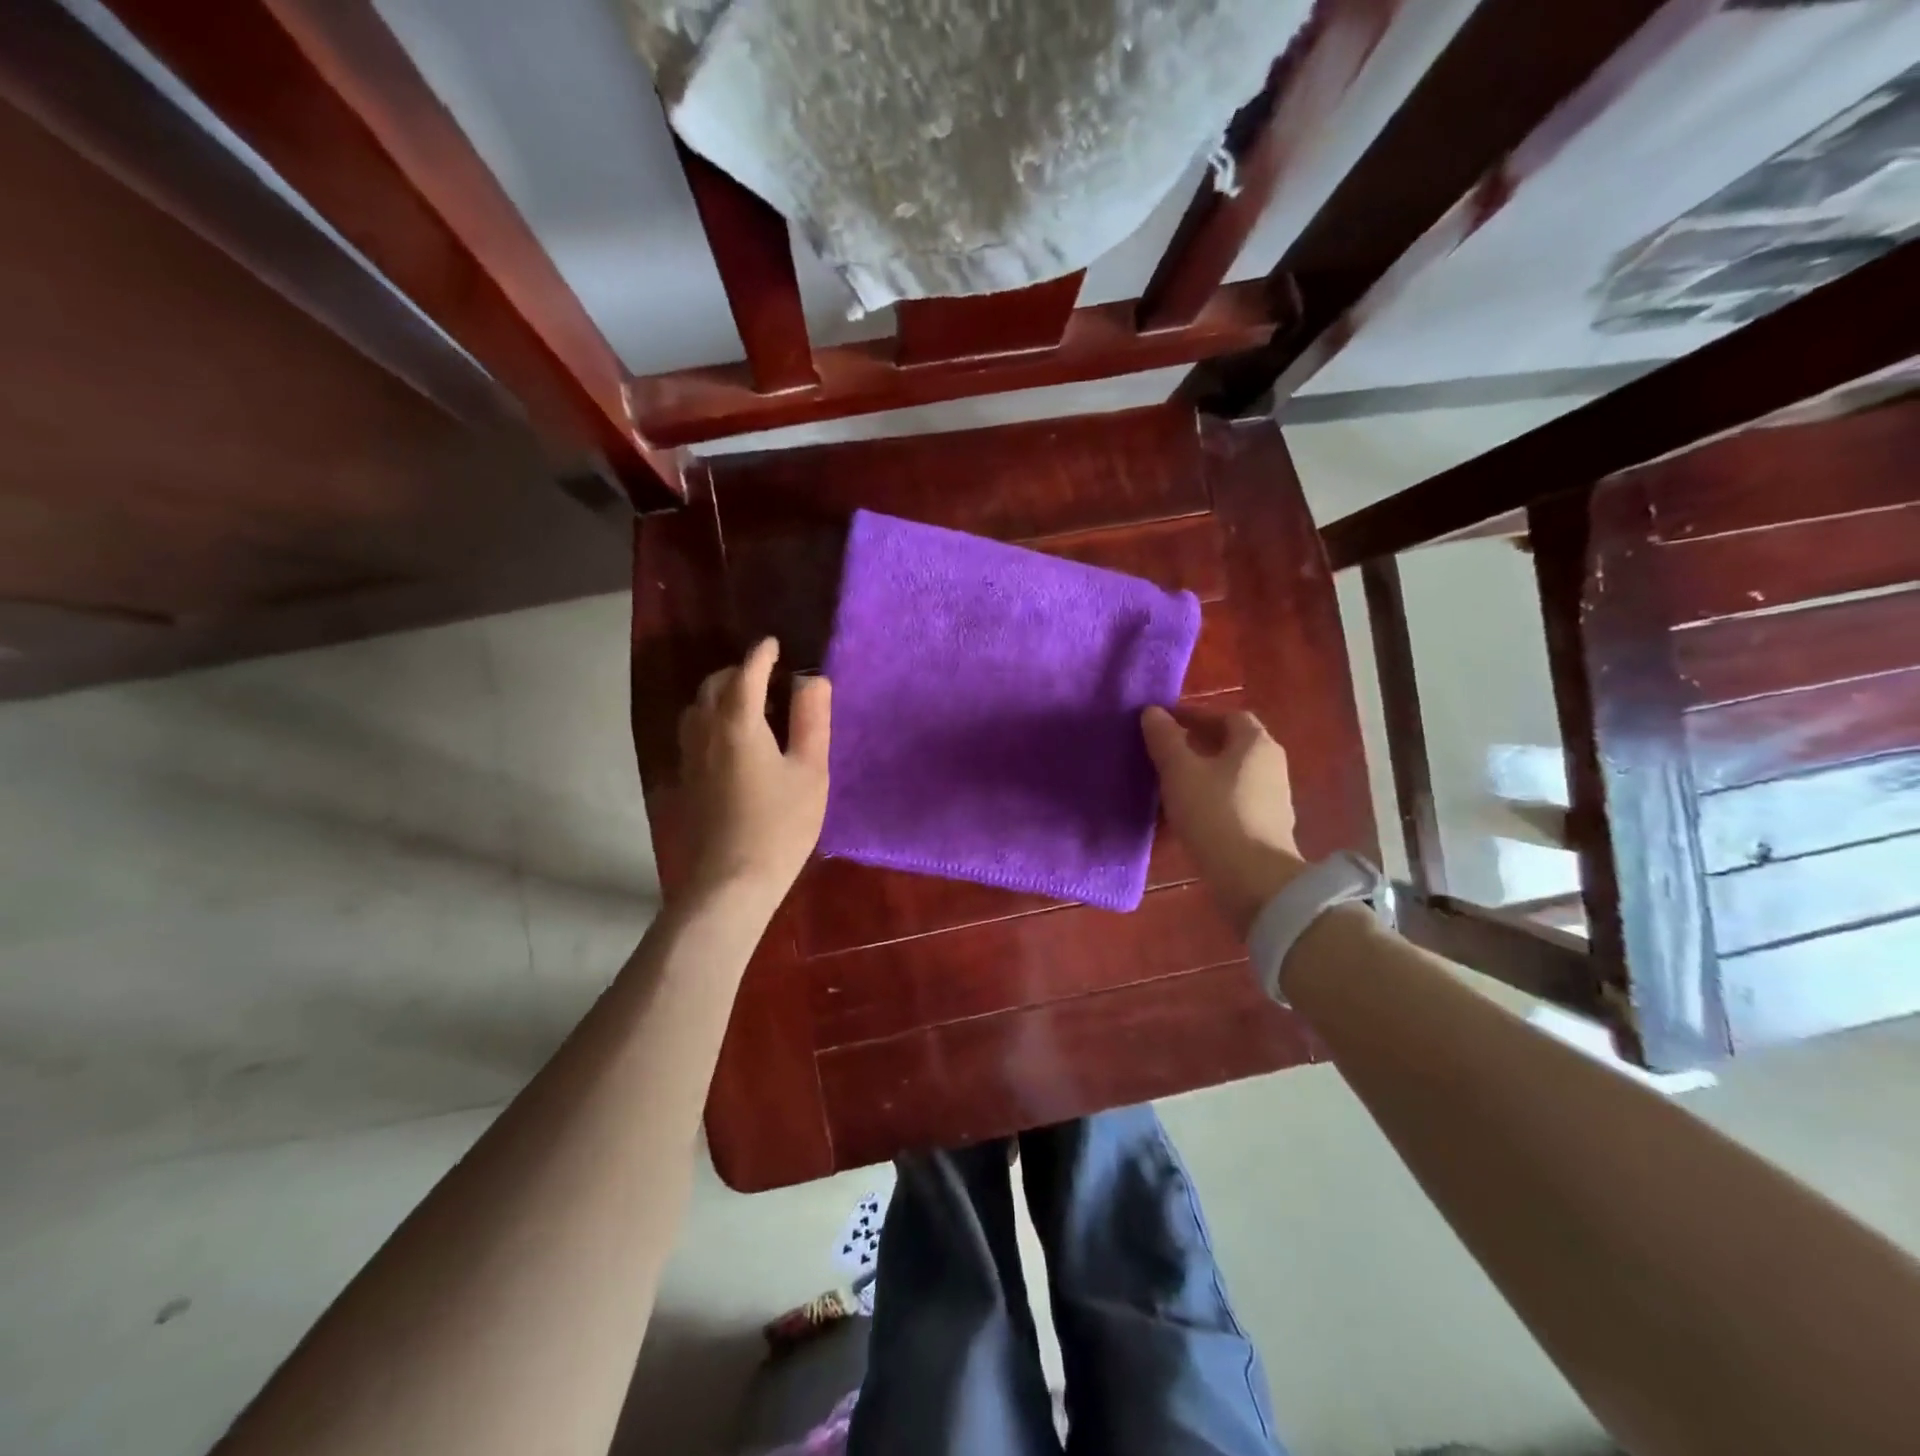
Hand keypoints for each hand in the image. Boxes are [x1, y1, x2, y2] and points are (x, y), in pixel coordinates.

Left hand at [677, 638, 830, 909]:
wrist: (729, 882)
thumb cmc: (780, 825)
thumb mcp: (810, 771)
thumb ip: (812, 720)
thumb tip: (811, 679)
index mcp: (739, 723)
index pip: (747, 673)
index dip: (762, 655)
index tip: (774, 644)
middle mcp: (706, 731)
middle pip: (715, 685)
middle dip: (739, 672)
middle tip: (767, 677)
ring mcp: (689, 757)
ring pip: (698, 708)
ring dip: (720, 695)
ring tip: (747, 706)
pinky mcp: (684, 781)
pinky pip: (693, 733)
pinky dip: (710, 720)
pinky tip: (729, 742)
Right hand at [1141, 705, 1305, 937]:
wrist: (1253, 879)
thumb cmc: (1215, 814)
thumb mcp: (1180, 772)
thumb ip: (1165, 739)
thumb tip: (1152, 712)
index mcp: (1255, 743)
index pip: (1227, 715)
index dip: (1194, 716)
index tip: (1164, 725)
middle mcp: (1271, 764)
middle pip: (1230, 746)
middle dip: (1196, 747)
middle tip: (1163, 754)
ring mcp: (1273, 798)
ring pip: (1230, 776)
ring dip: (1201, 776)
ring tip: (1168, 786)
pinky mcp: (1266, 828)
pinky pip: (1232, 803)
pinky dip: (1209, 801)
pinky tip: (1185, 816)